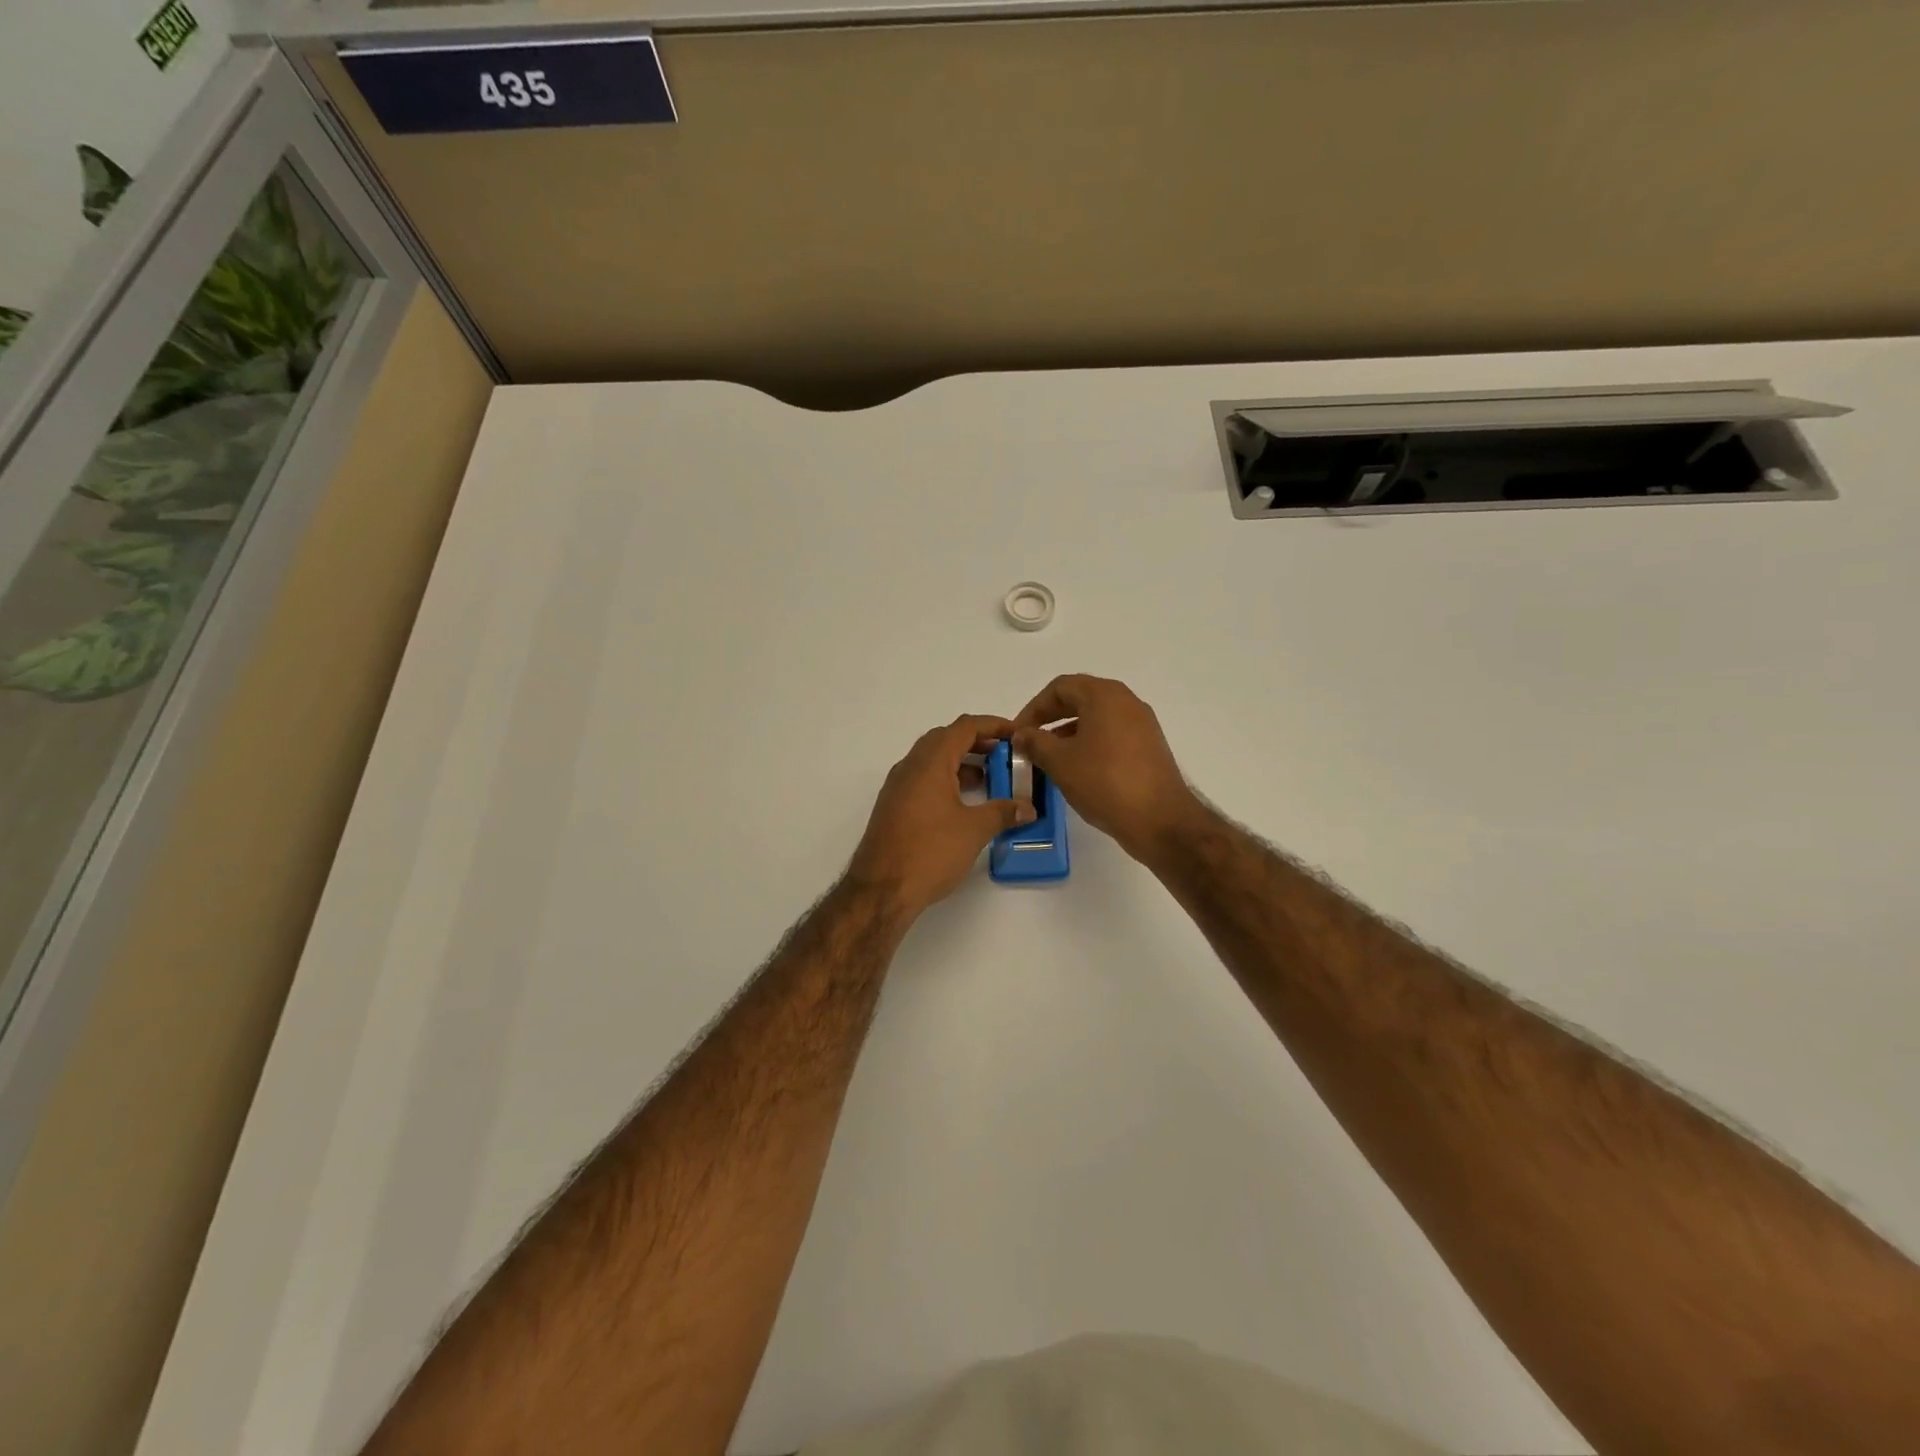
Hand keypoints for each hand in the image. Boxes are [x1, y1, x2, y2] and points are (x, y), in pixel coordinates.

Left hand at [848, 715, 1036, 915]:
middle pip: (946, 739)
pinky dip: (947, 780)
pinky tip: (965, 803)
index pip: (964, 727)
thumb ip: (1003, 813)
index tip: (1016, 734)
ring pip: (933, 761)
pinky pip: (924, 780)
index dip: (993, 725)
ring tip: (991, 780)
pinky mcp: (894, 807)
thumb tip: (1027, 807)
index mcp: (930, 762)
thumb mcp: (974, 830)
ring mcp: (898, 787)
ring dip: (962, 763)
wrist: (881, 890)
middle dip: (977, 743)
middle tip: (1005, 756)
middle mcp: (910, 767)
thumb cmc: (929, 852)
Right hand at [1012, 675, 1203, 863]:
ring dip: (1068, 733)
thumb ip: (1035, 742)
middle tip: (1030, 741)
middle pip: (1080, 699)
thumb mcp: (1060, 762)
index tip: (1018, 732)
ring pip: (1096, 718)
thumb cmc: (1104, 782)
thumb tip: (1021, 734)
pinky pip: (1111, 735)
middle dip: (1050, 718)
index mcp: (1104, 696)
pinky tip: (1077, 769)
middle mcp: (1126, 701)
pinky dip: (1089, 744)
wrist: (1160, 820)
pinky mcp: (1149, 747)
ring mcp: (1142, 724)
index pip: (1060, 687)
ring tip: (1049, 758)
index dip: (1034, 708)